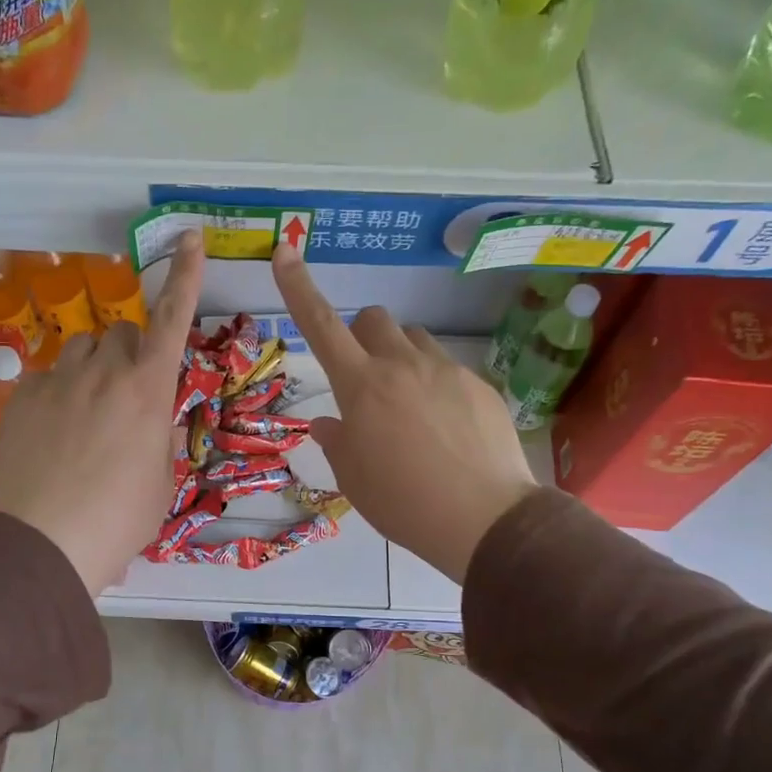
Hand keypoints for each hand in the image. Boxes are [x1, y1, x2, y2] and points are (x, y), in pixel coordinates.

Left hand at [0, 233, 205, 594]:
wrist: (49, 541)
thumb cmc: (121, 519)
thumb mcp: (161, 483)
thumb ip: (161, 441)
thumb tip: (157, 426)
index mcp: (149, 391)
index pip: (173, 319)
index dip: (185, 276)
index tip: (190, 237)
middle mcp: (105, 372)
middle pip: (121, 331)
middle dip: (130, 350)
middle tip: (128, 393)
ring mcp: (59, 381)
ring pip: (82, 347)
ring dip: (93, 367)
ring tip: (87, 412)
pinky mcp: (24, 397)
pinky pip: (47, 377)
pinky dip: (58, 393)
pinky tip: (54, 433)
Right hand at [273, 246, 539, 583]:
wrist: (485, 519)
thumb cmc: (403, 502)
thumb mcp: (355, 478)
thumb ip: (337, 442)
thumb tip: (328, 424)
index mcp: (362, 386)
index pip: (321, 325)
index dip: (299, 288)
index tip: (286, 252)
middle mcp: (404, 365)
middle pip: (374, 319)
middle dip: (361, 335)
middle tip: (364, 378)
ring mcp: (447, 371)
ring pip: (415, 340)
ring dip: (400, 357)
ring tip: (408, 405)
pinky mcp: (480, 386)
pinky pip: (448, 370)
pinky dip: (435, 386)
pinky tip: (445, 429)